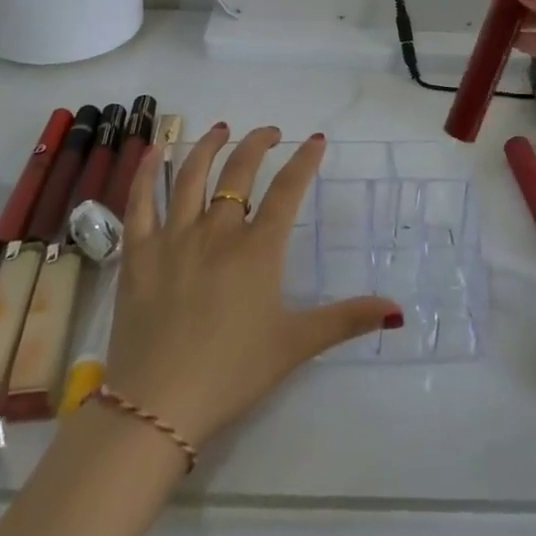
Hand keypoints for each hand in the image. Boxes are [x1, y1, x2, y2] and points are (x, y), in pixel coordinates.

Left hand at [106, 124, 401, 449]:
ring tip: (220, 129)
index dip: (304, 161)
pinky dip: (147, 172)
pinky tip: (154, 149)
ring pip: (191, 176)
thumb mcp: (296, 346)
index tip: (316, 140)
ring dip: (208, 146)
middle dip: (258, 144)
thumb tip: (397, 309)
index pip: (287, 190)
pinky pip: (141, 202)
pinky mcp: (139, 253)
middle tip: (270, 132)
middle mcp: (217, 231)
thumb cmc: (232, 373)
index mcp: (258, 249)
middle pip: (239, 171)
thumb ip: (345, 320)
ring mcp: (174, 237)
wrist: (158, 407)